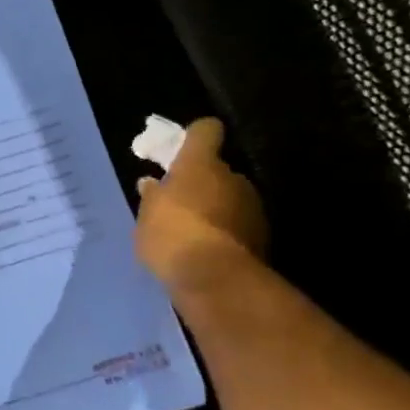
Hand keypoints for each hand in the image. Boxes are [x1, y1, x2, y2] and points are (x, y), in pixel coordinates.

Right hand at [134, 119, 267, 293]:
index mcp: (201, 164)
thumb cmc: (171, 234)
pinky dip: (227, 233)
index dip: (196, 136)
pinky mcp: (263, 237)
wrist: (215, 279)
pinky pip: (239, 225)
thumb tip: (152, 184)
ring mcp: (253, 207)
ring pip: (232, 199)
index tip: (185, 147)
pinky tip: (209, 251)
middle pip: (219, 170)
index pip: (206, 131)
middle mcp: (233, 177)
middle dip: (204, 182)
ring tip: (195, 232)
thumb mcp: (146, 215)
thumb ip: (152, 196)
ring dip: (217, 208)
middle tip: (182, 202)